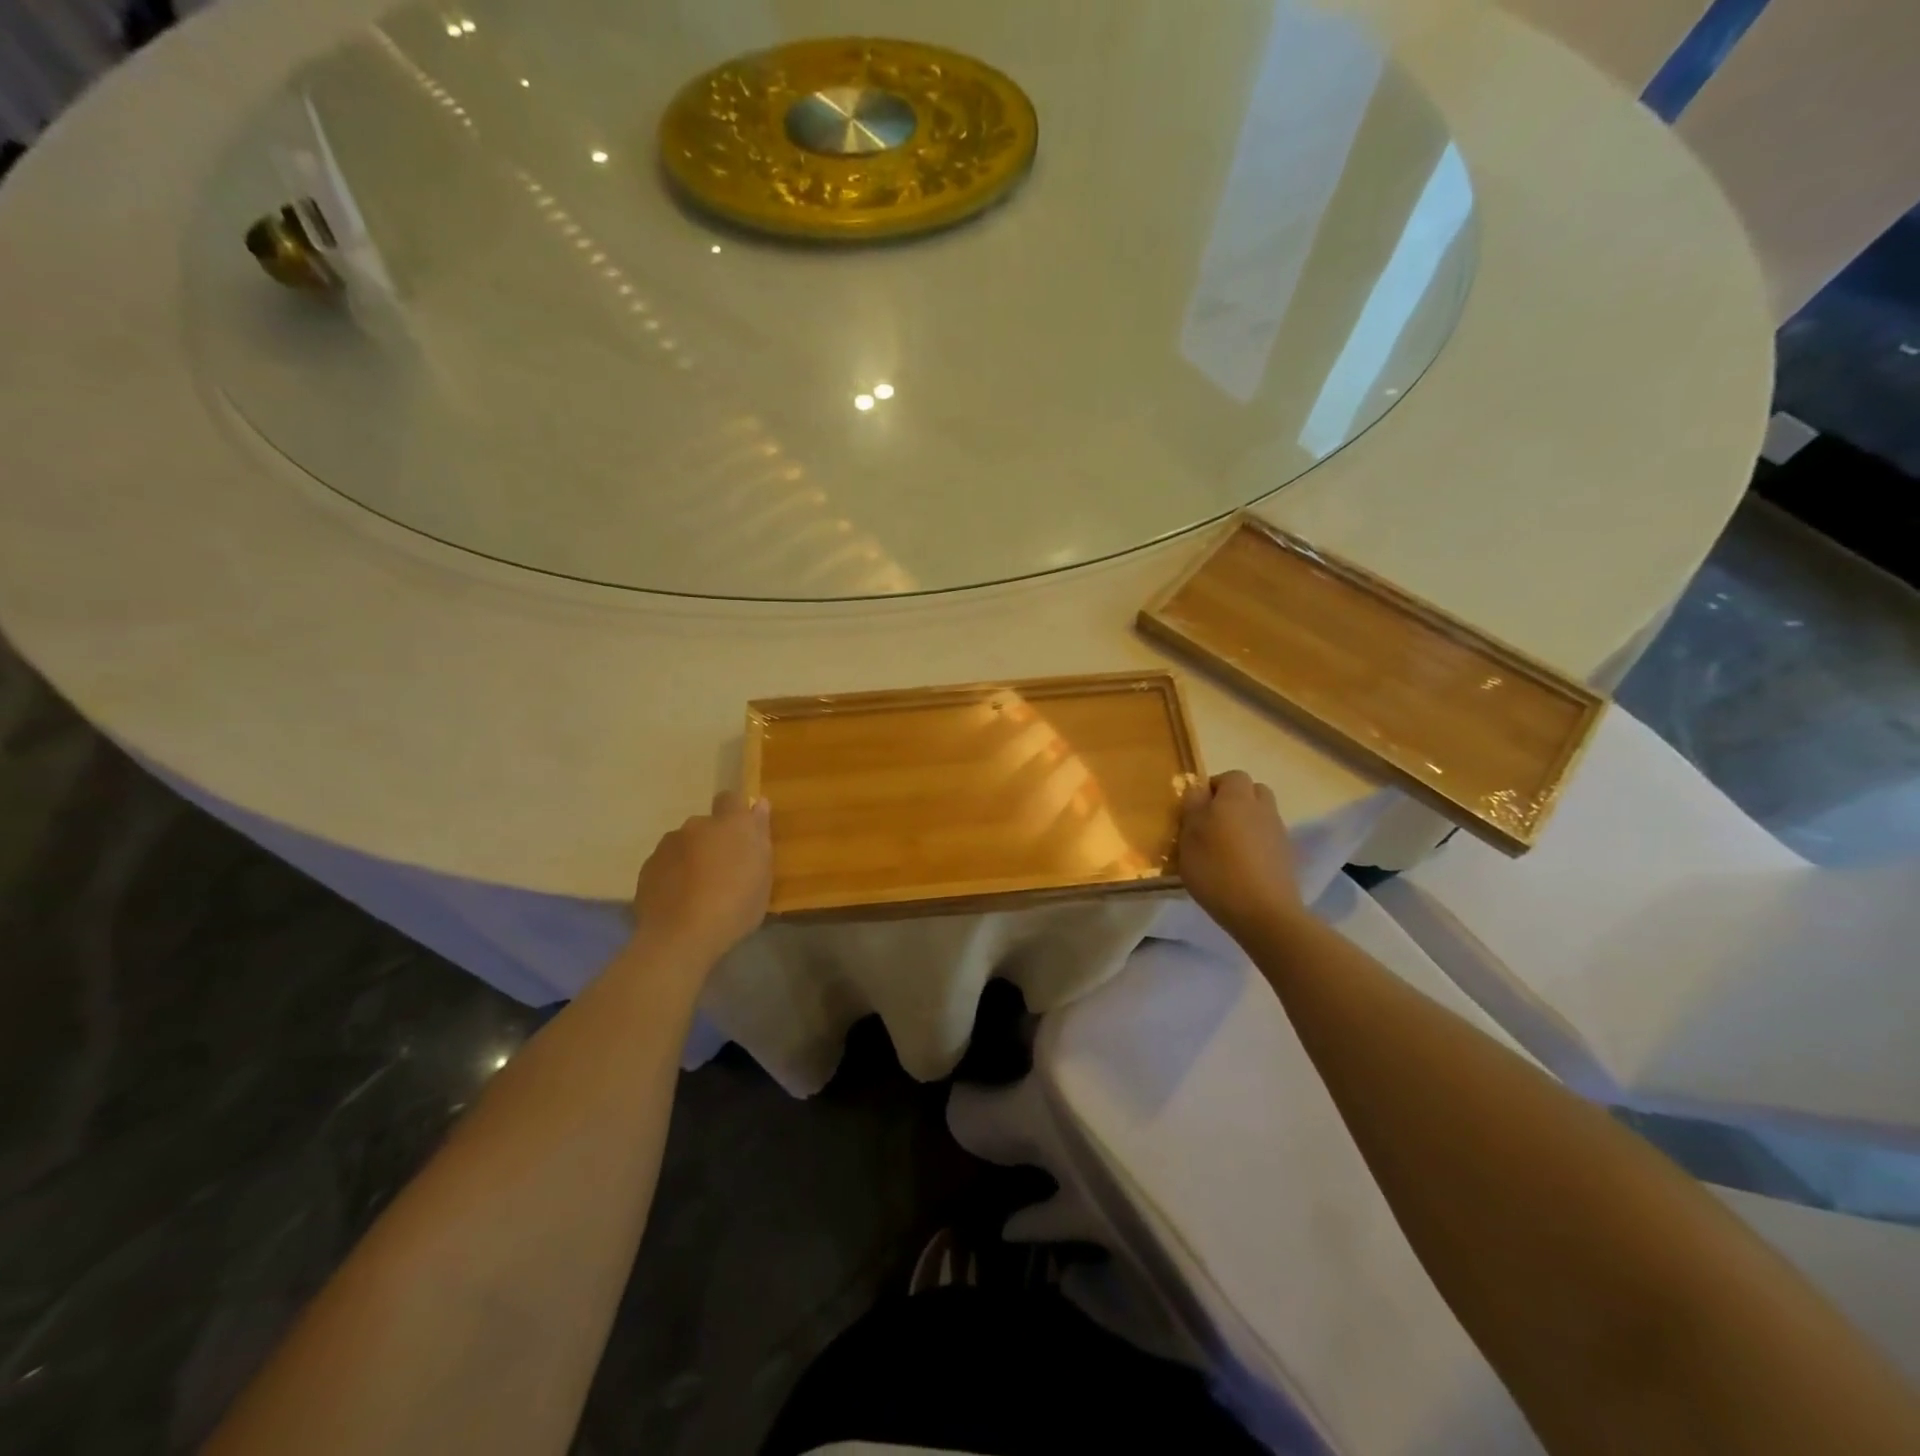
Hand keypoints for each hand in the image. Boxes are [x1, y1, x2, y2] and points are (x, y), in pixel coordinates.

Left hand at [631, 791, 772, 963]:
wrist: (682, 936)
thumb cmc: (736, 904)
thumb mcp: (764, 874)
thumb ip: (760, 835)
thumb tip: (759, 804)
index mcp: (730, 823)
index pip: (731, 799)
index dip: (736, 812)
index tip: (742, 834)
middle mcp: (696, 825)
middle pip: (706, 826)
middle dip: (712, 841)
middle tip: (723, 872)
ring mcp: (667, 846)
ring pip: (683, 845)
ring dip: (691, 858)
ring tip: (698, 891)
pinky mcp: (647, 869)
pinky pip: (665, 866)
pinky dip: (672, 877)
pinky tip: (679, 902)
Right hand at [1177, 771, 1304, 939]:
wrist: (1263, 912)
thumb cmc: (1216, 869)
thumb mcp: (1189, 837)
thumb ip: (1192, 808)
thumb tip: (1198, 789)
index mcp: (1236, 797)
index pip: (1231, 776)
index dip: (1214, 788)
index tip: (1197, 809)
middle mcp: (1262, 808)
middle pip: (1252, 792)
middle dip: (1234, 801)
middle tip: (1212, 824)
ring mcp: (1278, 832)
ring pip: (1261, 815)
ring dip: (1246, 822)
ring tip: (1225, 847)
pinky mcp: (1286, 856)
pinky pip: (1268, 838)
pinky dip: (1256, 844)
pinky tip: (1241, 866)